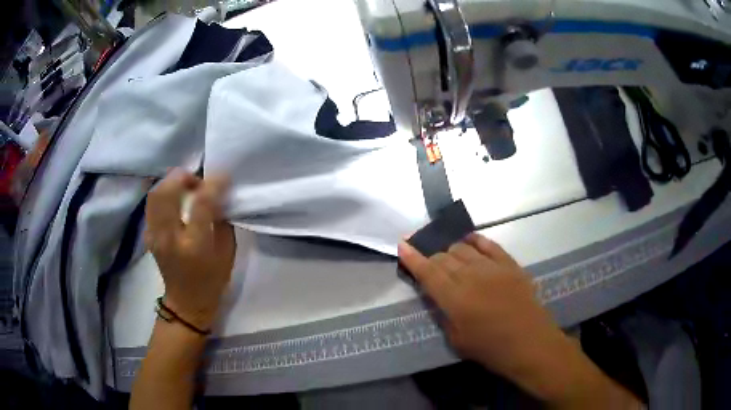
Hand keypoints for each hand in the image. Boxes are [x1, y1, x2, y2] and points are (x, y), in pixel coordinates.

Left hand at [145, 169, 234, 331]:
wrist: (186, 302)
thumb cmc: (212, 281)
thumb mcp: (227, 253)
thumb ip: (222, 221)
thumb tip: (219, 194)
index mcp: (194, 245)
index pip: (201, 204)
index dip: (213, 184)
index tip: (223, 176)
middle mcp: (170, 238)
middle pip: (167, 192)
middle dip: (183, 177)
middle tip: (197, 180)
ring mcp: (155, 236)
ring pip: (155, 195)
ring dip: (170, 183)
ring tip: (185, 186)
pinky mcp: (148, 236)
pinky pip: (152, 205)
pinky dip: (163, 195)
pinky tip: (174, 199)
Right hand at [398, 234, 639, 407]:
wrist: (530, 343)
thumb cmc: (490, 348)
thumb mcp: (456, 339)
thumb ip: (444, 312)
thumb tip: (437, 294)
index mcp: (455, 298)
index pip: (427, 271)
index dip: (412, 257)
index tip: (402, 245)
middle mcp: (471, 276)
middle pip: (443, 256)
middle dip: (430, 254)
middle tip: (424, 256)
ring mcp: (493, 267)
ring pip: (463, 248)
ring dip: (450, 248)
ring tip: (445, 252)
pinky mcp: (510, 264)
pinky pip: (488, 245)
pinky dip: (475, 240)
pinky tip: (468, 241)